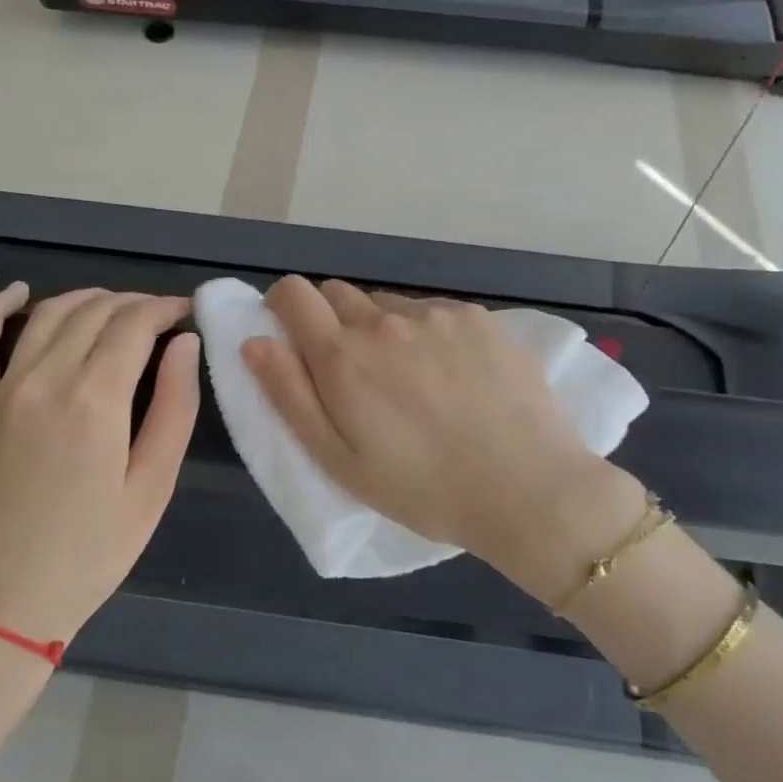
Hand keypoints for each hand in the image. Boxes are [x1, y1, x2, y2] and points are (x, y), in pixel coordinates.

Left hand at [0, 283, 200, 645]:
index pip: (135, 324)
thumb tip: (184, 344)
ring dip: (87, 299)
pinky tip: (18, 294)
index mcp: (95, 399)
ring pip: (48, 315)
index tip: (187, 313)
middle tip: (162, 317)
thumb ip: (174, 407)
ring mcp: (0, 388)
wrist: (0, 604)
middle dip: (135, 303)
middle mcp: (45, 378)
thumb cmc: (91, 552)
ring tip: (117, 307)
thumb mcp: (152, 486)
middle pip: (95, 311)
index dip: (166, 309)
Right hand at [242, 277, 648, 604]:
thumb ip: (289, 395)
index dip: (284, 308)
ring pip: (387, 304)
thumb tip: (254, 340)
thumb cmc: (423, 488)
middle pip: (338, 294)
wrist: (527, 487)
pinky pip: (433, 311)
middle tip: (357, 375)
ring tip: (412, 380)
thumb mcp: (339, 460)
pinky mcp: (478, 317)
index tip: (295, 337)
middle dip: (333, 323)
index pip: (293, 293)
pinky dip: (428, 332)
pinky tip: (454, 375)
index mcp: (343, 356)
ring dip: (383, 328)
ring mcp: (436, 314)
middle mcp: (385, 320)